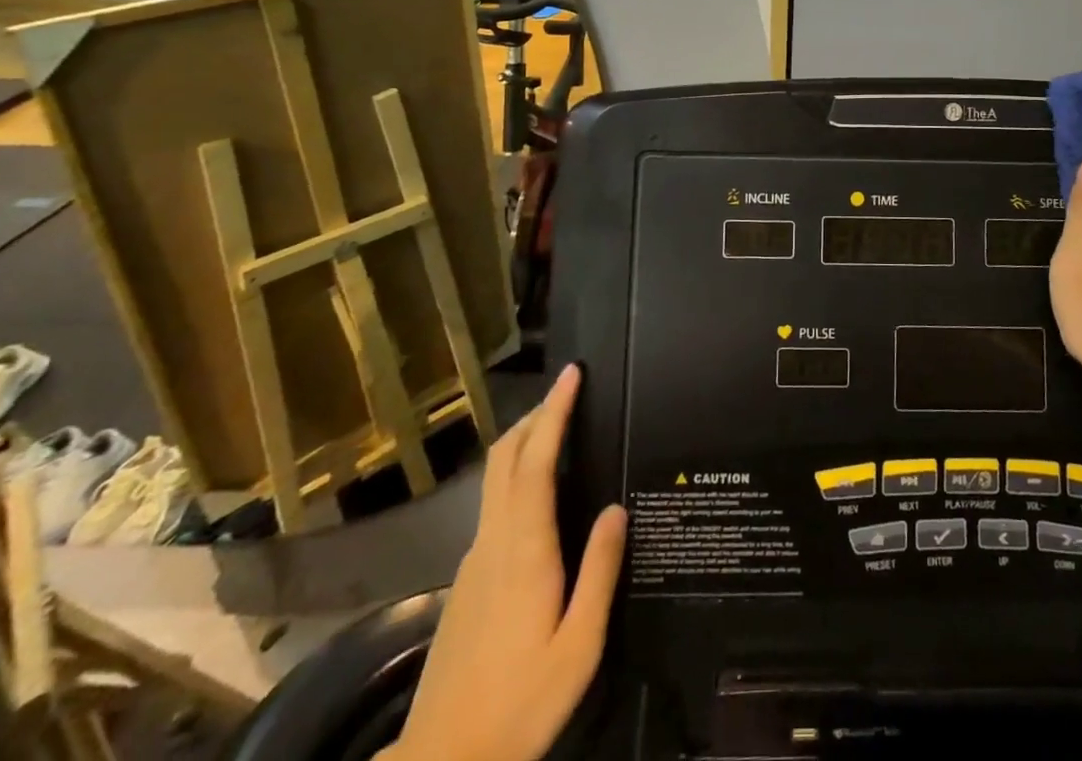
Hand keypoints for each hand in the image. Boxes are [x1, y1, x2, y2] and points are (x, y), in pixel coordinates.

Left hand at [387, 364, 626, 760]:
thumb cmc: (519, 705)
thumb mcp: (578, 647)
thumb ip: (600, 572)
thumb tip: (617, 508)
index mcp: (524, 550)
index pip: (535, 461)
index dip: (553, 412)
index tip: (571, 375)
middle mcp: (492, 542)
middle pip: (503, 458)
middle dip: (534, 416)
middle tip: (567, 393)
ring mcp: (472, 562)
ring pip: (495, 480)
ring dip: (524, 444)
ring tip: (560, 434)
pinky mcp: (464, 583)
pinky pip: (493, 508)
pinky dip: (517, 479)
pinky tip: (540, 502)